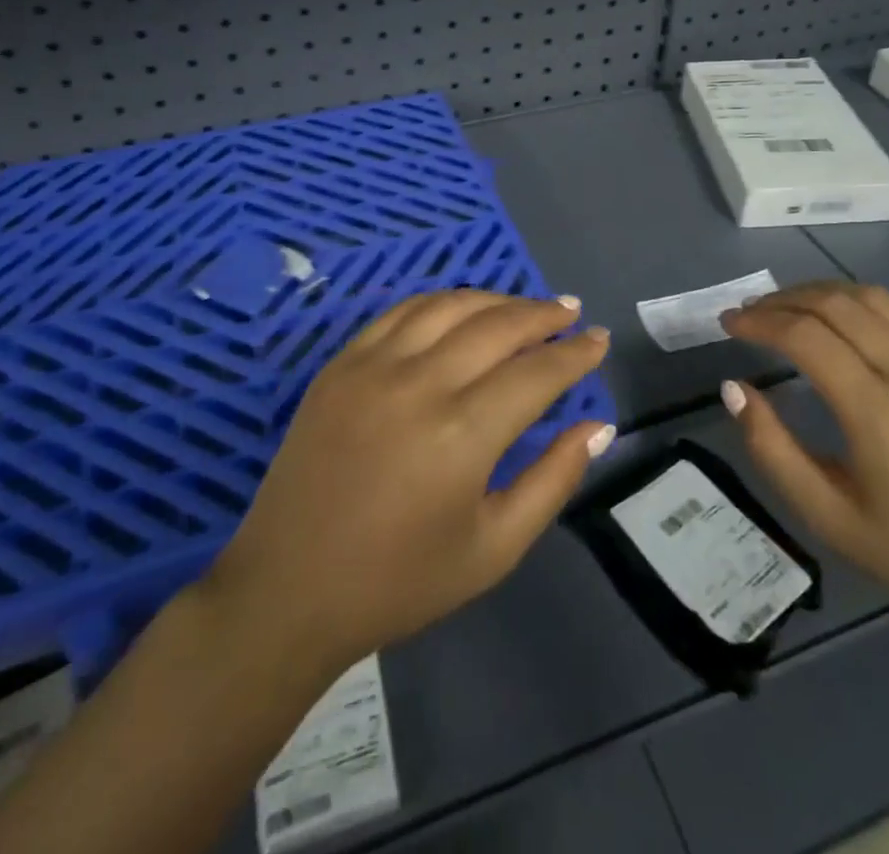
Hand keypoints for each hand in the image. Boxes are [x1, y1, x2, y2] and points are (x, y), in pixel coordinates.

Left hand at [203, 290, 614, 670]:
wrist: (289, 589)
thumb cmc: (399, 581)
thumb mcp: (493, 548)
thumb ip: (553, 480)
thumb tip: (598, 426)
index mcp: (463, 434)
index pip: (537, 373)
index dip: (575, 354)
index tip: (599, 340)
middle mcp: (420, 383)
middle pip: (498, 326)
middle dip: (543, 315)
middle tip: (571, 313)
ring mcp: (374, 366)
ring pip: (450, 306)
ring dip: (496, 300)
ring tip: (526, 306)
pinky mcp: (341, 364)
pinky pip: (401, 312)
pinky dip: (442, 302)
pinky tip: (462, 309)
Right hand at [719, 282, 888, 634]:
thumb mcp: (826, 516)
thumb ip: (771, 448)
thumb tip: (733, 388)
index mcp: (878, 414)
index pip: (805, 337)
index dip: (758, 321)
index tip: (728, 323)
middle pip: (835, 304)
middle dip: (782, 300)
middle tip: (749, 314)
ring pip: (870, 297)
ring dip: (819, 293)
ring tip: (787, 309)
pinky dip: (859, 303)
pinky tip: (840, 321)